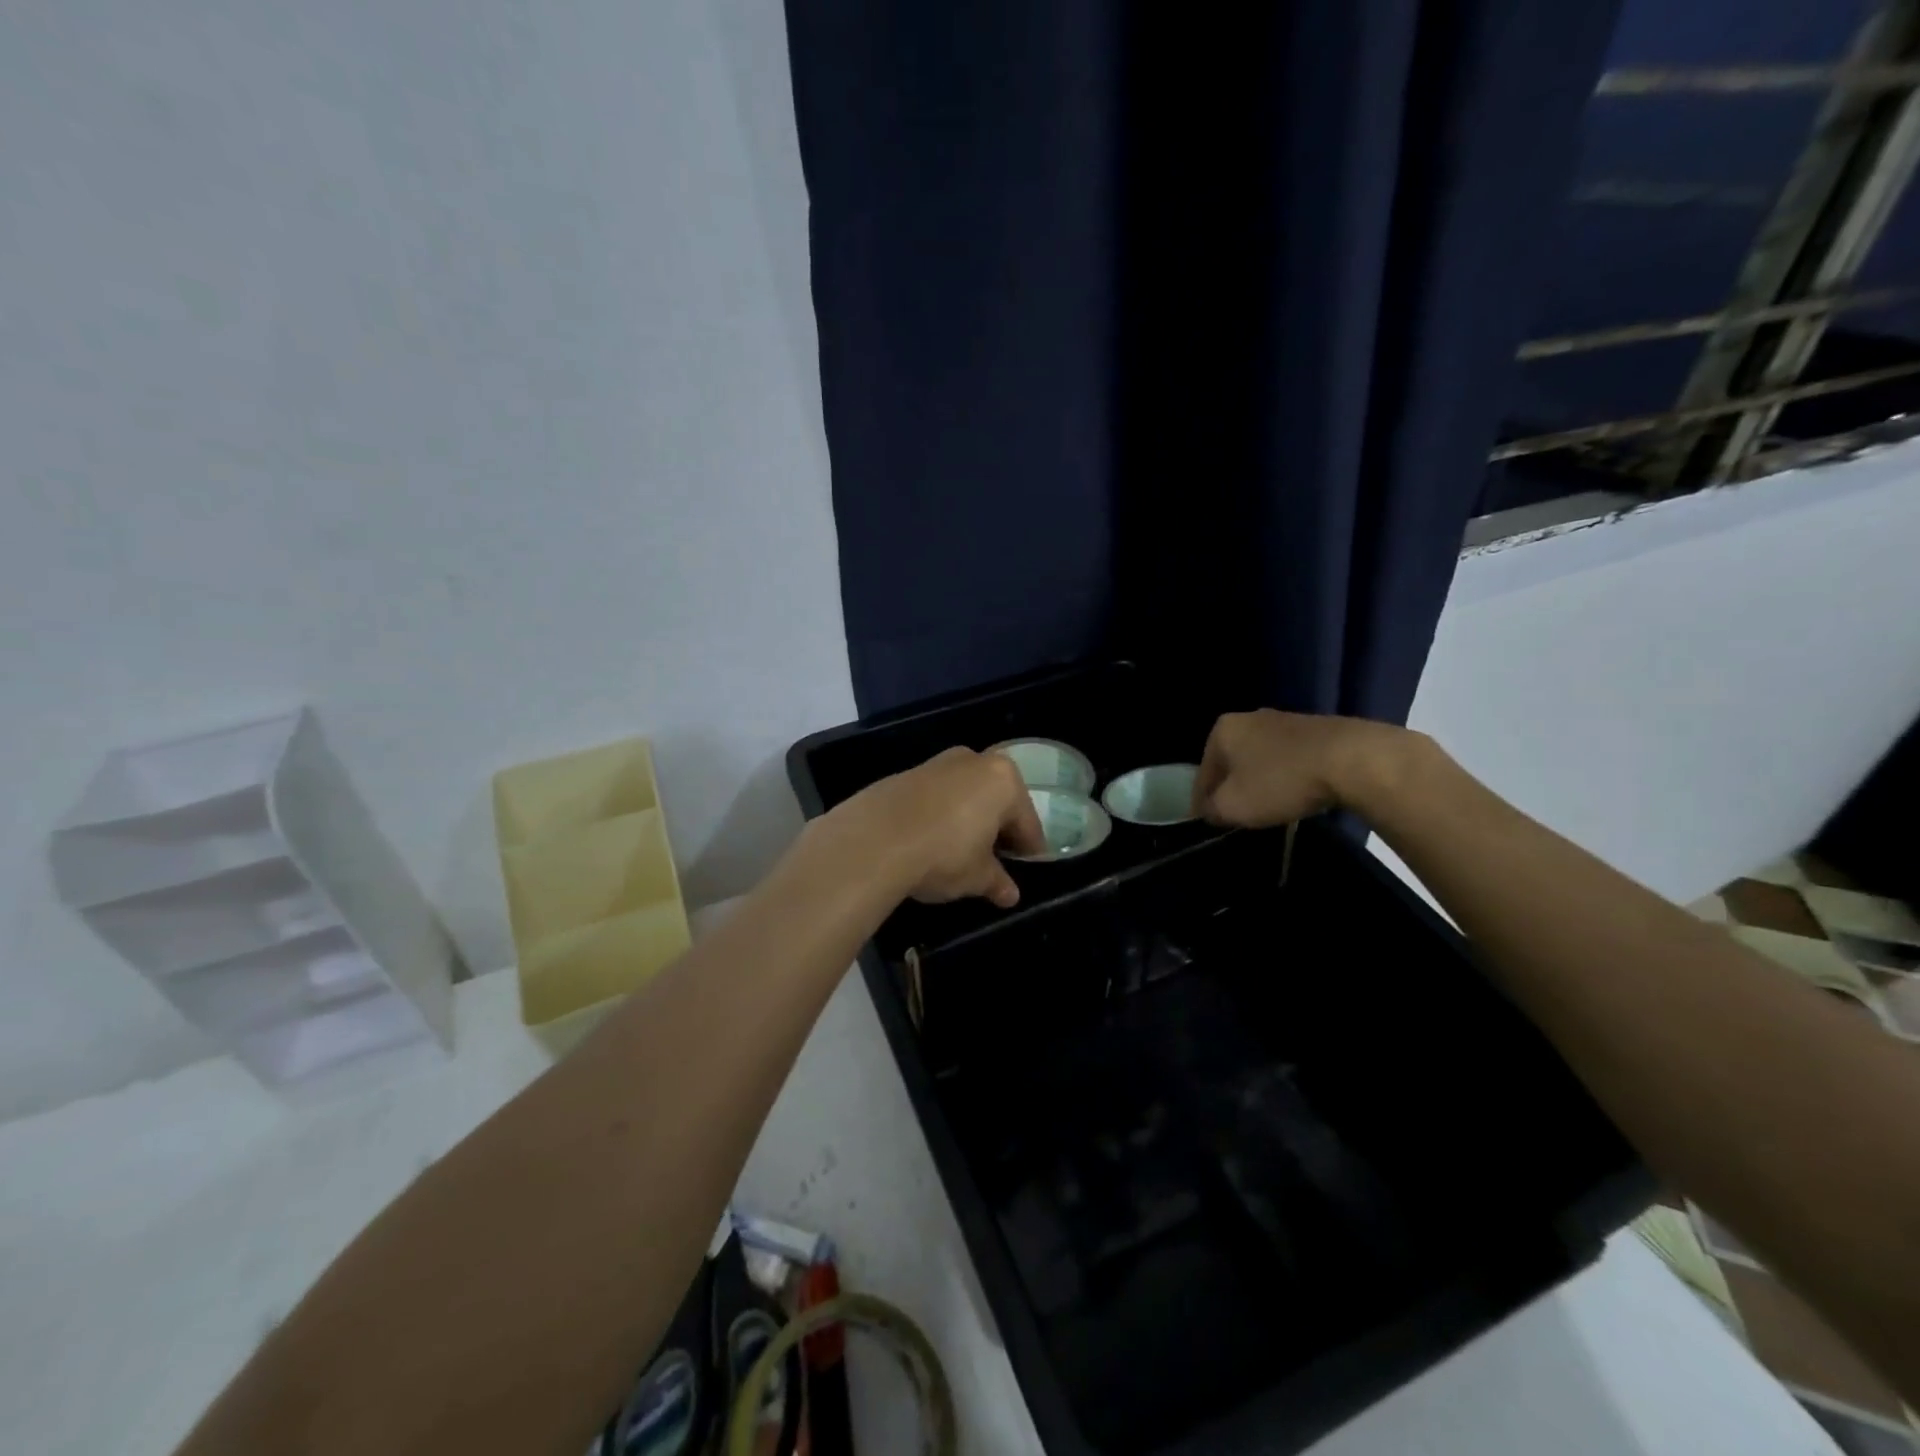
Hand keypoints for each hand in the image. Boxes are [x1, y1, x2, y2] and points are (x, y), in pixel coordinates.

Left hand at [831, 748, 1045, 907]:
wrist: (873, 840)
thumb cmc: (943, 854)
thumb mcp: (977, 876)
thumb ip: (997, 881)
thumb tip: (1009, 894)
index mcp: (1003, 780)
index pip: (1027, 822)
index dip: (1029, 849)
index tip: (1028, 868)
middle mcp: (974, 761)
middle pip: (997, 800)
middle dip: (998, 828)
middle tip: (995, 860)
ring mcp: (937, 763)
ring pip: (965, 795)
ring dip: (968, 819)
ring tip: (961, 852)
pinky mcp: (905, 773)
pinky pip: (936, 797)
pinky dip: (941, 815)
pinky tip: (931, 840)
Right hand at [1191, 709, 1413, 827]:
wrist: (1352, 759)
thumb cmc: (1280, 781)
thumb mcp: (1234, 806)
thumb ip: (1212, 810)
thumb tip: (1210, 809)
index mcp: (1222, 730)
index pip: (1202, 773)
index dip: (1202, 802)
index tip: (1209, 823)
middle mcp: (1249, 718)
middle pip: (1231, 762)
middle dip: (1232, 787)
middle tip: (1238, 815)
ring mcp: (1285, 721)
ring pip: (1261, 759)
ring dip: (1261, 782)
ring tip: (1268, 808)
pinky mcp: (1317, 730)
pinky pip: (1290, 759)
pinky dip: (1287, 777)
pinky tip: (1296, 794)